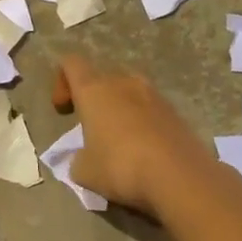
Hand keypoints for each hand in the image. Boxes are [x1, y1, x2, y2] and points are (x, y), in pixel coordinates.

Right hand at [52, 52, 216, 215]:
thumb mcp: (84, 171)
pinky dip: (143, 125)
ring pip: (129, 93)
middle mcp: (124, 83)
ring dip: (120, 111)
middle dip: (94, 99)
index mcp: (94, 90)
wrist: (180, 177)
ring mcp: (154, 96)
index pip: (71, 63)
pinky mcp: (176, 113)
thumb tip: (84, 158)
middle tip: (91, 128)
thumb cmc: (120, 167)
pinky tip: (144, 152)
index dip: (62, 82)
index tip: (64, 110)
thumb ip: (78, 159)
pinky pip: (151, 111)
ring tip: (119, 142)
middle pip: (102, 78)